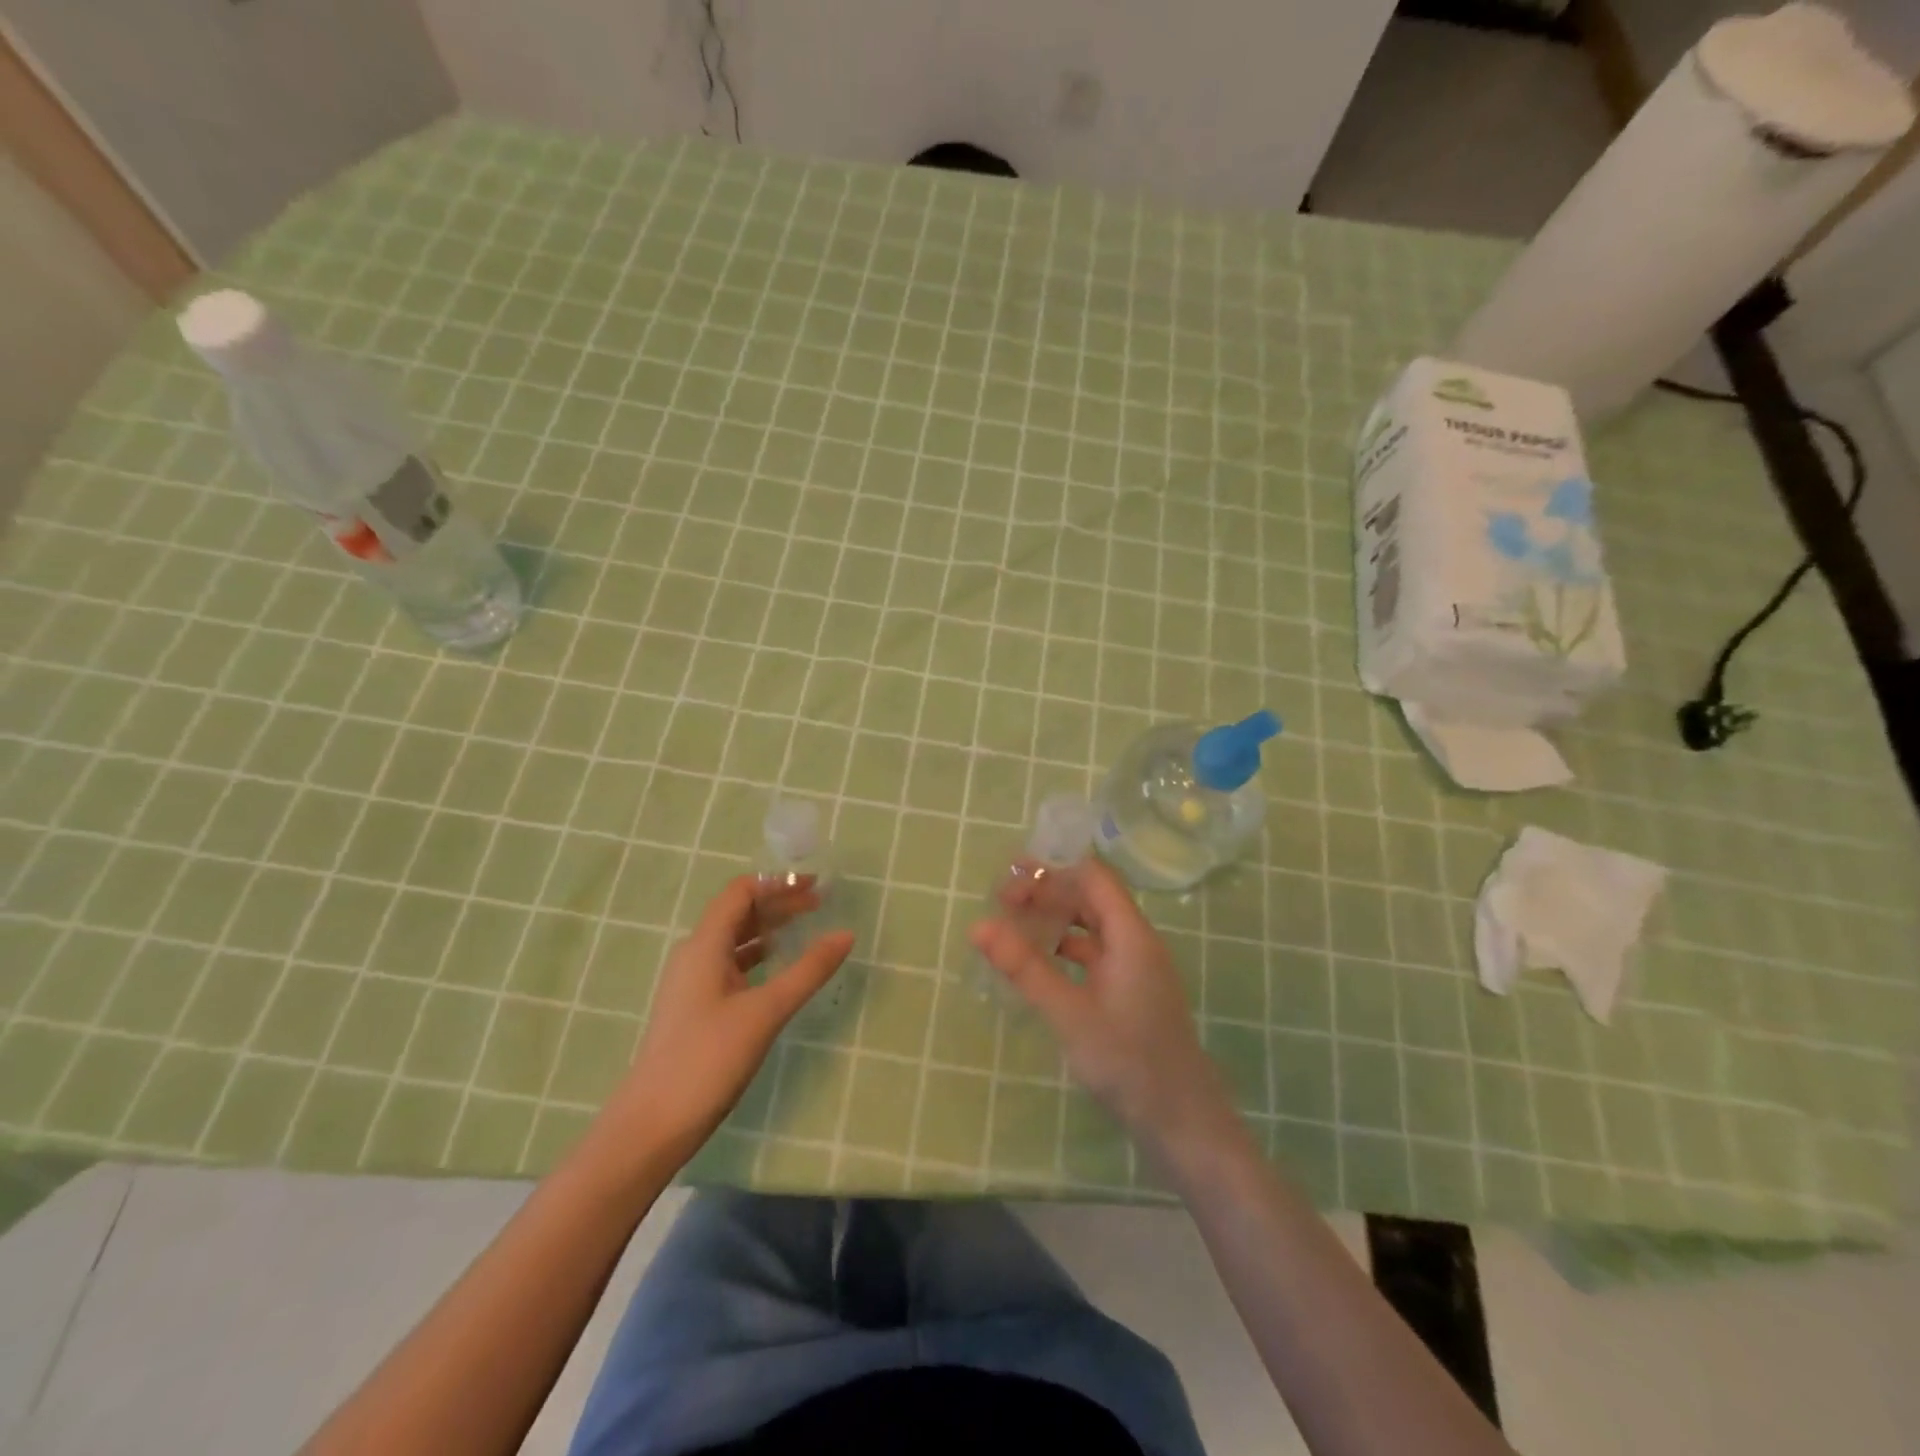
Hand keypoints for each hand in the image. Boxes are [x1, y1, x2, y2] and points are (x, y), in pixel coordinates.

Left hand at [599, 875, 853, 1169]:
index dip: (778, 884)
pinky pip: (731, 965)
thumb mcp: (766, 1011)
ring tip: (805, 929)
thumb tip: (846, 934)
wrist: (652, 1125)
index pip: (741, 893)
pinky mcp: (696, 1008)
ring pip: (735, 940)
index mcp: (704, 945)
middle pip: (738, 913)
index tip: (816, 885)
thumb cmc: (708, 1059)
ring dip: (769, 929)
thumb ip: (808, 970)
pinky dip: (758, 956)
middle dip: (778, 903)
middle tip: (820, 904)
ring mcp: (693, 983)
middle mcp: (695, 955)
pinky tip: (779, 969)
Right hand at [970, 860, 1246, 1168]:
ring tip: (1011, 930)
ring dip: (1053, 923)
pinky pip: (1092, 957)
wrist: (1184, 1125)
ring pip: (1090, 929)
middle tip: (1000, 904)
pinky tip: (1036, 967)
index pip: (1092, 877)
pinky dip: (1063, 952)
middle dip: (1046, 894)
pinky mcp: (1129, 995)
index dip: (1051, 871)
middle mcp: (1136, 943)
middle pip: (1090, 899)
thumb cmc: (1129, 1063)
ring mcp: (1134, 970)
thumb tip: (978, 926)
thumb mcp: (1070, 1014)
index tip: (1008, 881)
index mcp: (1131, 935)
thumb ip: (1025, 968)